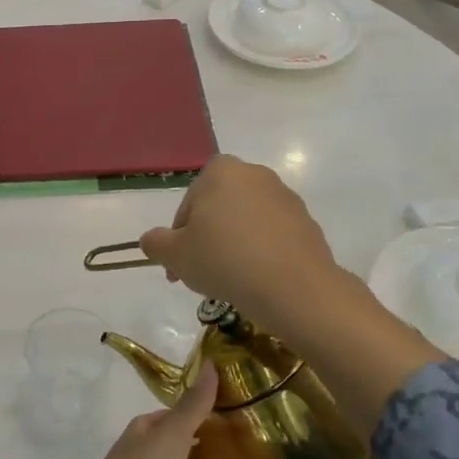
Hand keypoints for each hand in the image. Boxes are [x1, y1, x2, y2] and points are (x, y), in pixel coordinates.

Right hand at [141, 156, 445, 436]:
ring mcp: (286, 198)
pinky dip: (261, 253)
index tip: (179, 265)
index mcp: (221, 171)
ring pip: (246, 223)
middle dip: (208, 238)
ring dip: (234, 245)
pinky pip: (272, 236)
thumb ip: (156, 243)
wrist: (294, 287)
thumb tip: (151, 240)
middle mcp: (255, 174)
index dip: (179, 236)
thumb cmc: (224, 260)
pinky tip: (257, 280)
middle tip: (201, 273)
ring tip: (230, 281)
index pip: (189, 202)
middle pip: (219, 209)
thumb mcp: (175, 255)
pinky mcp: (307, 223)